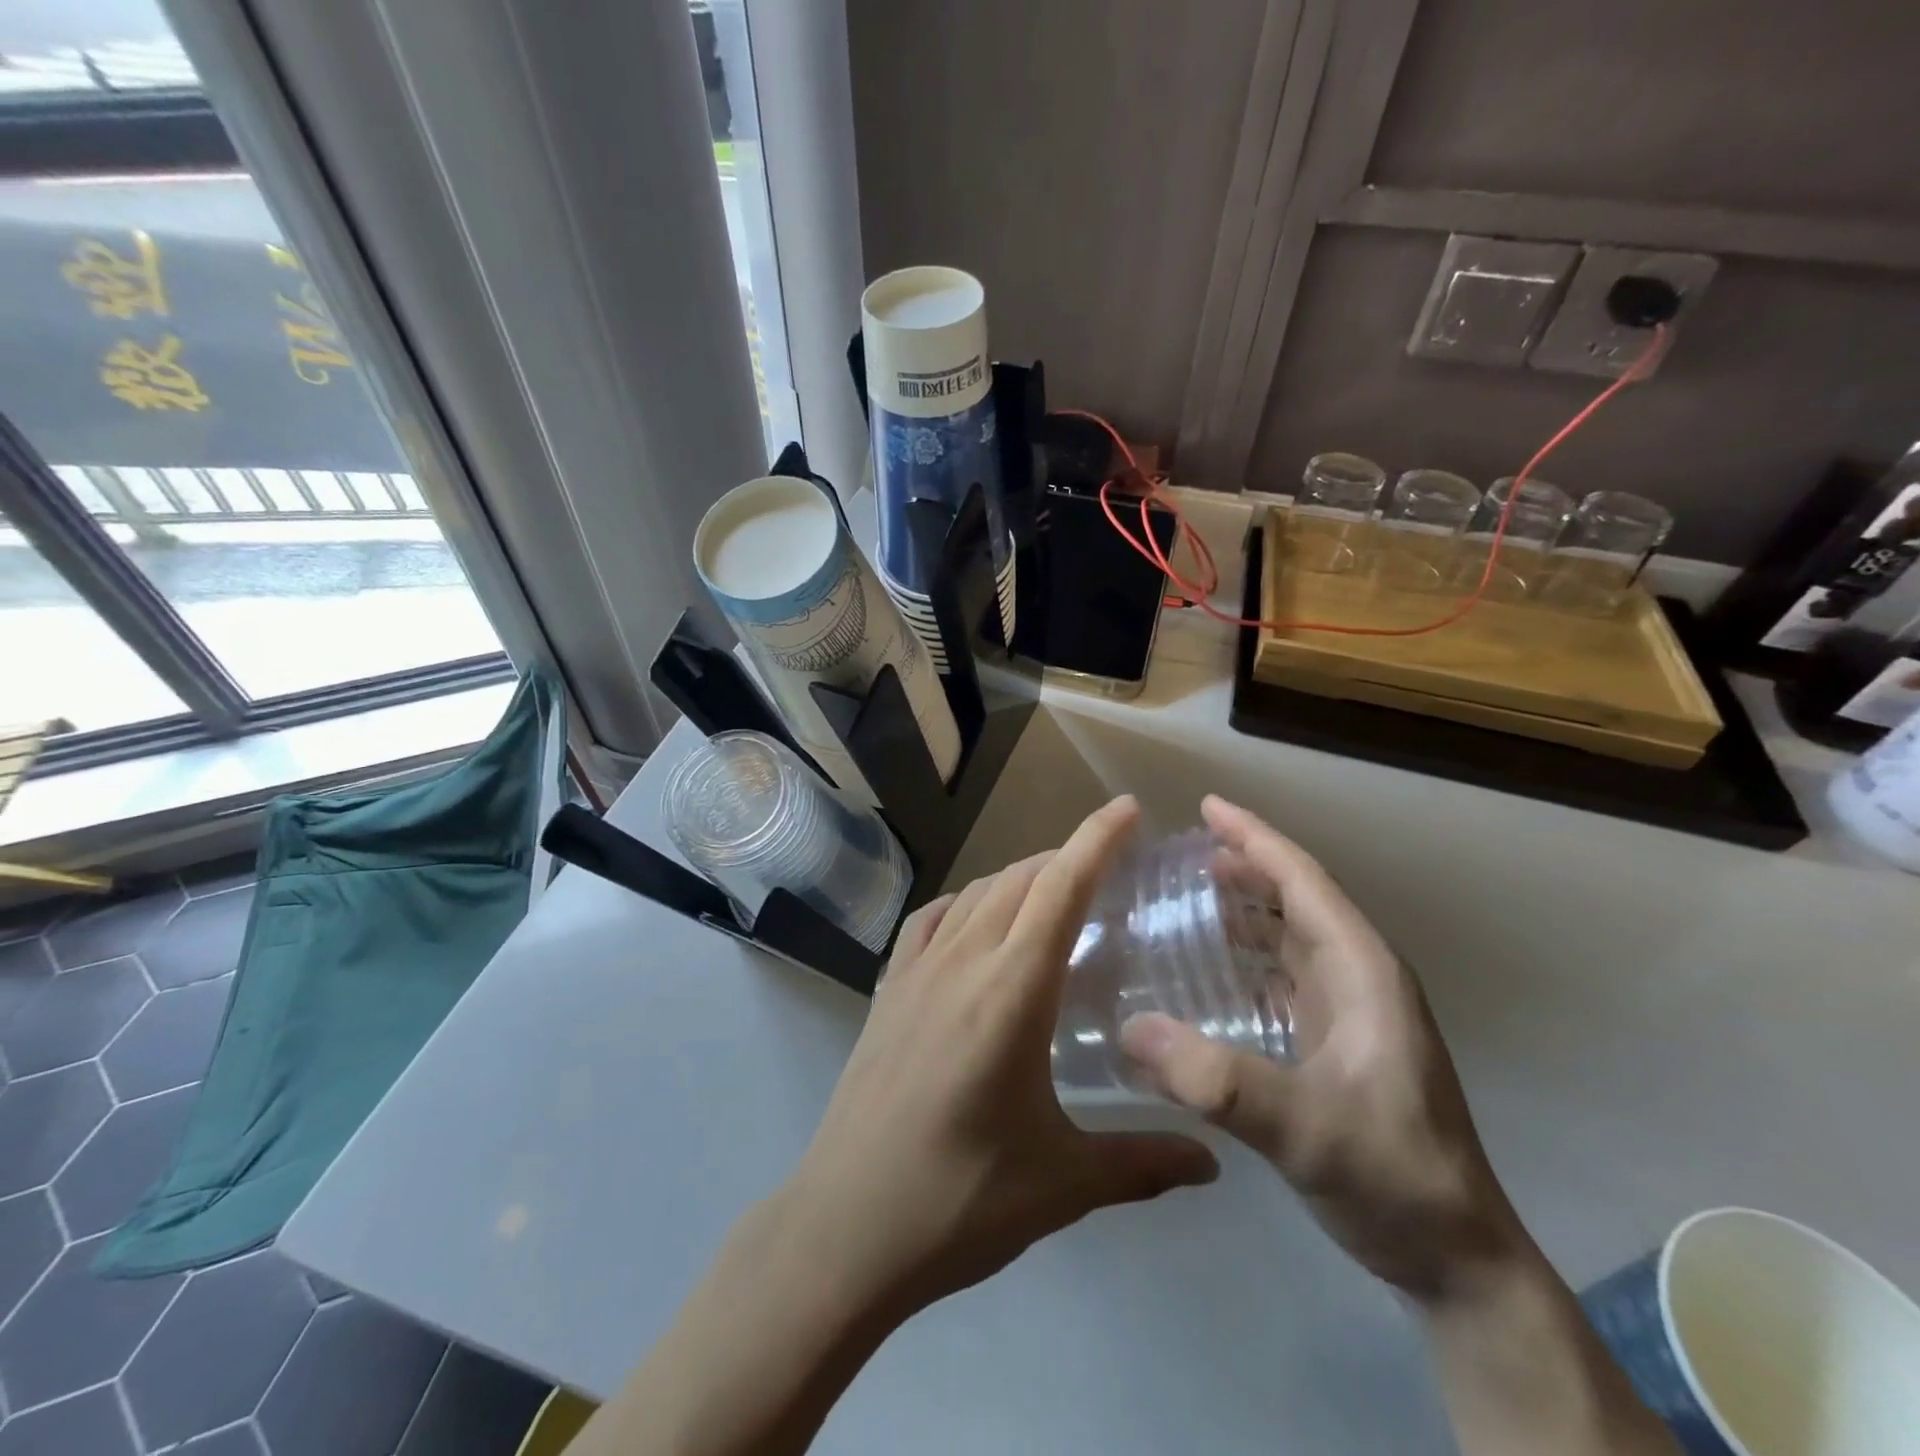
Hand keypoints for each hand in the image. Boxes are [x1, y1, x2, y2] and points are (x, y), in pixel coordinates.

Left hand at [774, 796, 1217, 1322]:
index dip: (1097, 840)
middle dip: (1068, 857)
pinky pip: (931, 921)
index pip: (1061, 890)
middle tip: (1110, 864)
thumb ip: (1143, 1162)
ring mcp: (916, 972)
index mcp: (1010, 992)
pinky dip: (965, 903)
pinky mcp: (888, 991)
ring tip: (1054, 890)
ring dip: (1019, 877)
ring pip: (976, 894)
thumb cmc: (960, 1201)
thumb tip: (1214, 1162)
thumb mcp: (1062, 1183)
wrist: (845, 1228)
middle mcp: (962, 963)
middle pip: (1020, 881)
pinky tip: (976, 920)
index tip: (1129, 809)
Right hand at [1121, 796, 1525, 1303]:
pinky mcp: (1336, 1043)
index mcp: (1363, 972)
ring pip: (1287, 937)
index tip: (1206, 807)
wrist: (1457, 1263)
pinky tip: (1206, 972)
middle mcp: (1358, 979)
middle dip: (1241, 867)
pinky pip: (1280, 977)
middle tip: (1175, 856)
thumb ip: (1219, 1080)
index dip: (1255, 838)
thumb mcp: (1305, 1129)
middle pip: (1293, 900)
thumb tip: (1131, 1027)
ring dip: (1241, 910)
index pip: (1303, 881)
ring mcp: (1350, 1013)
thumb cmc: (1394, 1179)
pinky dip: (1243, 958)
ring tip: (1182, 898)